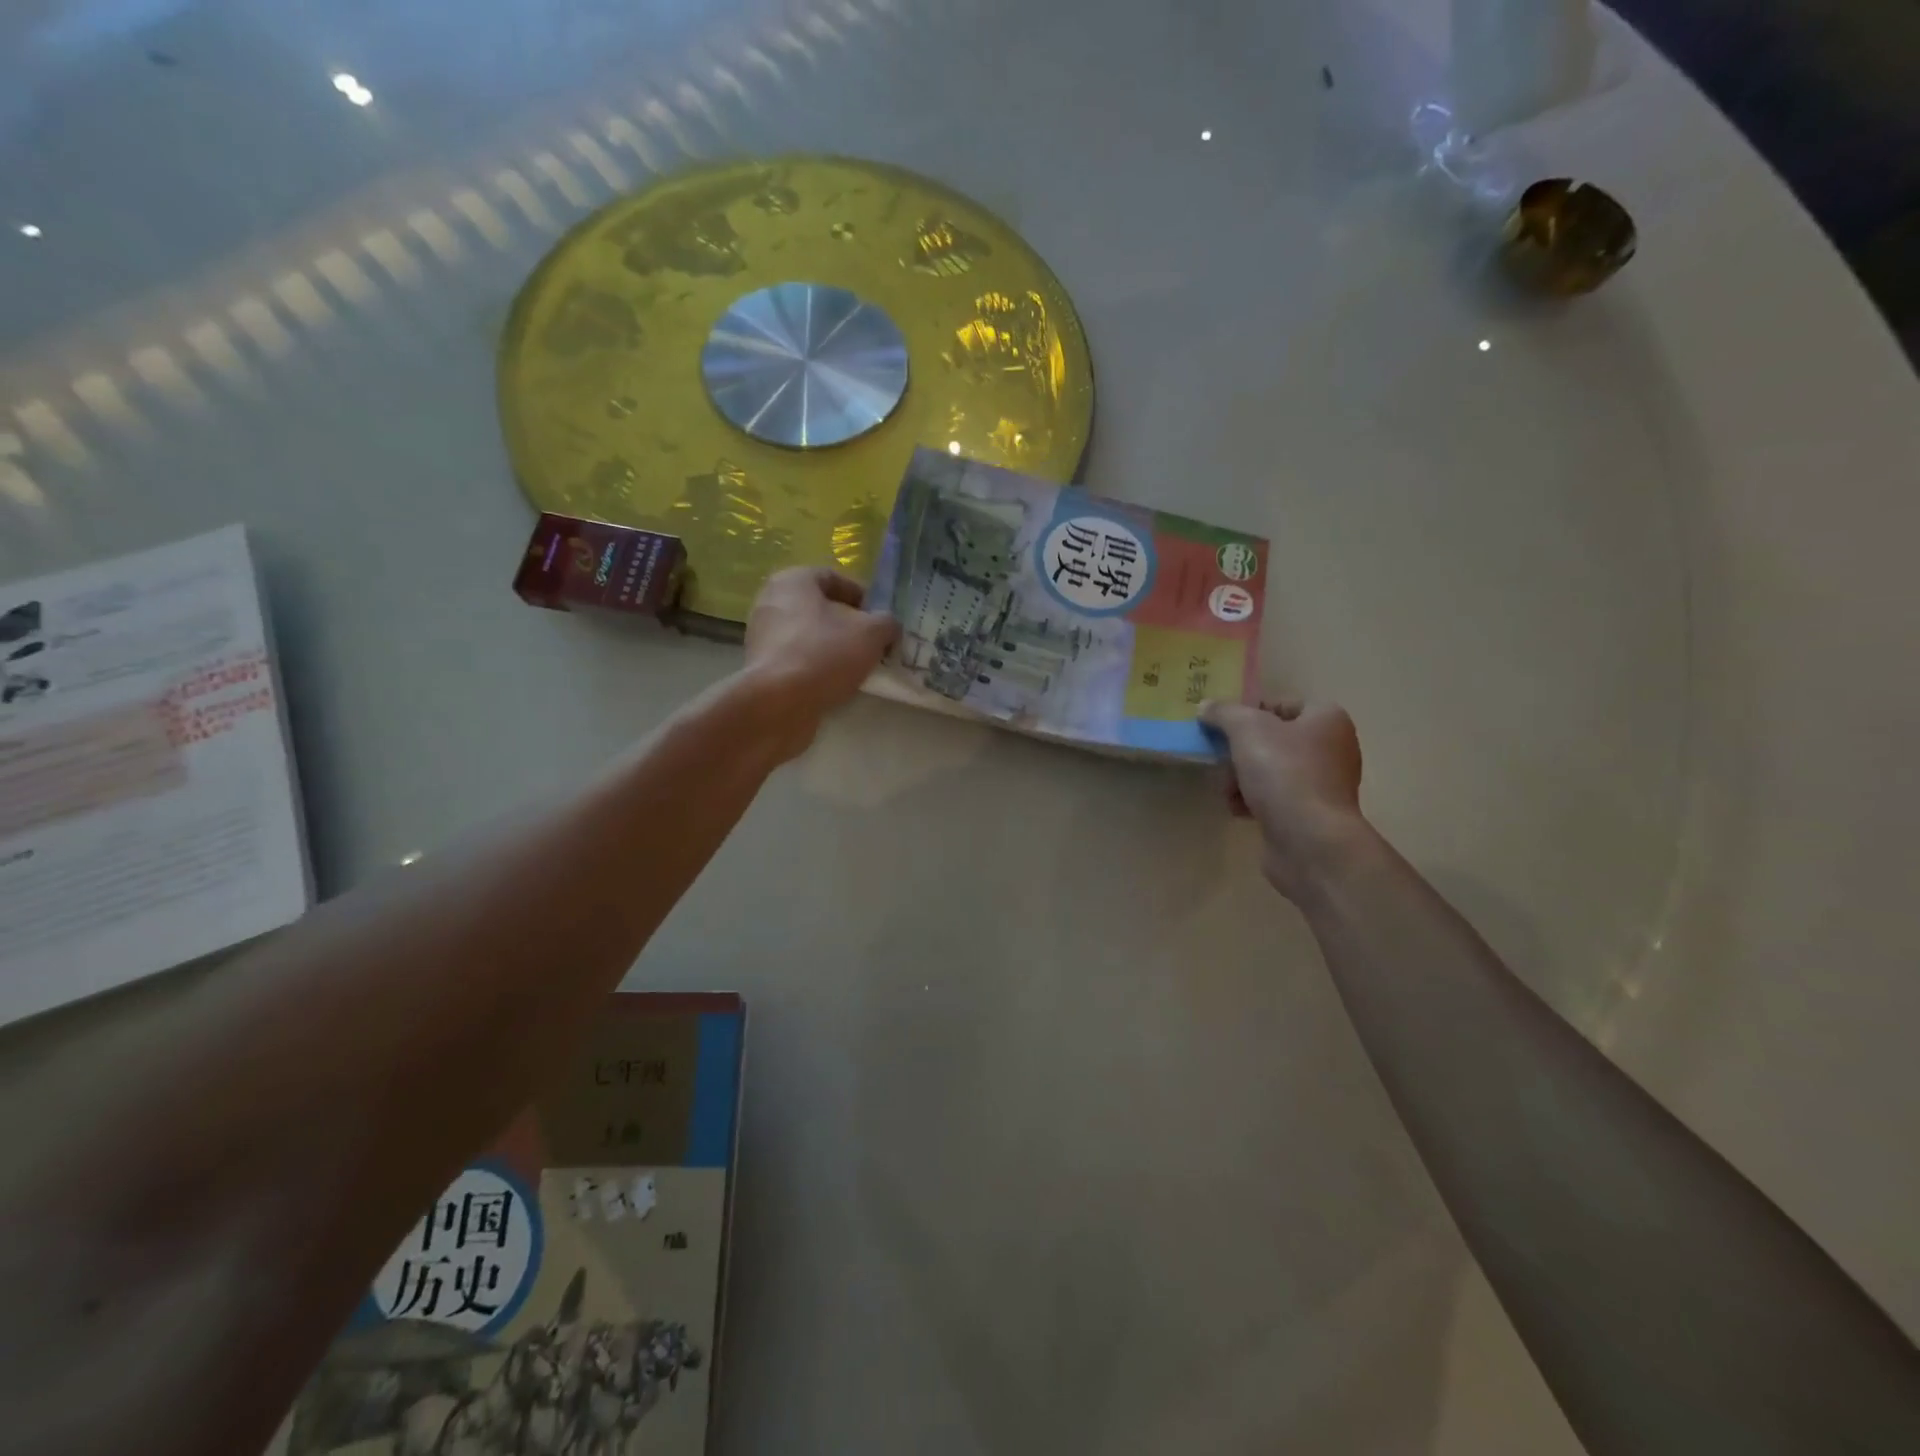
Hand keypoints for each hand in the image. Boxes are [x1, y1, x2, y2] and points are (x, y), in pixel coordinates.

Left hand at [743, 567, 898, 752]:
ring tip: (858, 668)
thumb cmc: (824, 654)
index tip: (881, 620)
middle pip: (820, 608)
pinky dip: (816, 668)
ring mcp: (762, 635)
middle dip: (848, 625)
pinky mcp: (761, 667)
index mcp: (793, 580)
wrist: (778, 703)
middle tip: (873, 644)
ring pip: (808, 636)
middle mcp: (771, 601)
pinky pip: (797, 659)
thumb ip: (887, 623)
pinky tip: (835, 685)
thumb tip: (888, 627)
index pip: (834, 578)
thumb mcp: (871, 633)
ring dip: (834, 649)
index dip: (863, 596)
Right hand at [1200, 699, 1372, 899]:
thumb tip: (1206, 707)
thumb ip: (1224, 713)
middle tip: (1221, 762)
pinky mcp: (1311, 815)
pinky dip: (1253, 801)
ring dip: (1242, 779)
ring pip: (1270, 771)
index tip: (1223, 728)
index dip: (1250, 712)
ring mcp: (1324, 785)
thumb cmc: (1284, 773)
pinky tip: (1238, 810)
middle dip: (1240, 752)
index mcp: (1327, 719)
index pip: (1282, 704)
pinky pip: (1275, 799)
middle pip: (1272, 740)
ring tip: (1228, 791)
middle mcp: (1332, 748)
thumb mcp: (1246, 729)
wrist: (1309, 840)